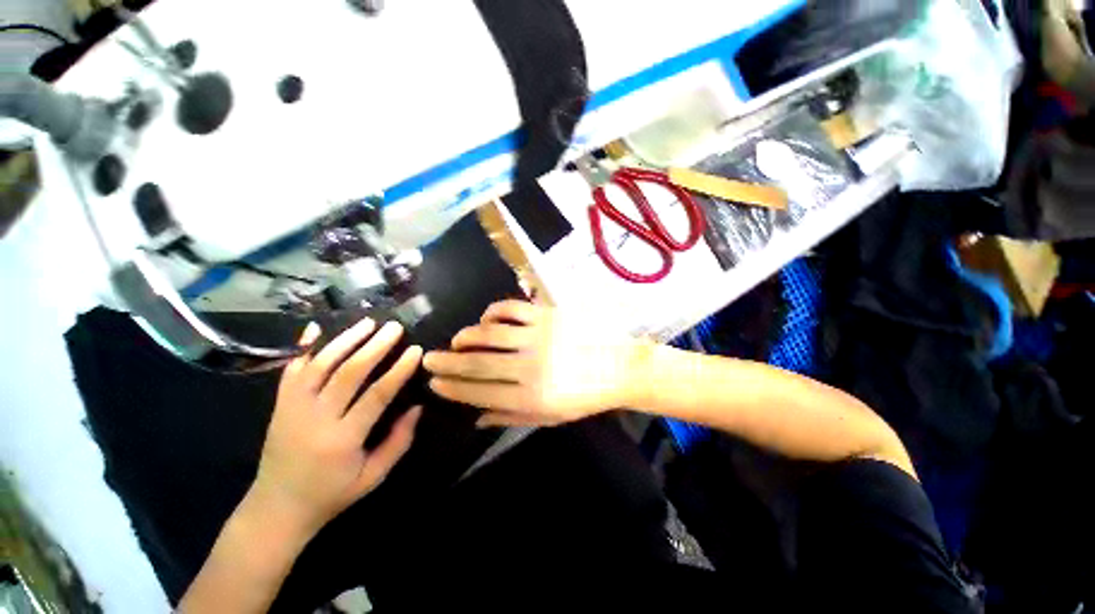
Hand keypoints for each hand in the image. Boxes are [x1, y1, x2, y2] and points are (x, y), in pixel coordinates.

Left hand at [248, 319, 422, 540]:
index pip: (375, 396)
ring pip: (319, 365)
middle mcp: (315, 419)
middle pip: (347, 373)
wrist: (276, 508)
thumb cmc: (332, 494)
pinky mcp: (279, 405)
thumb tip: (417, 406)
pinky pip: (290, 370)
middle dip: (374, 347)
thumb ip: (399, 441)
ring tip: (368, 322)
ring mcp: (292, 409)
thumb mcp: (373, 476)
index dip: (398, 371)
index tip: (415, 350)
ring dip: (345, 340)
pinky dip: (303, 347)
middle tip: (394, 327)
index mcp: (342, 440)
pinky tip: (316, 327)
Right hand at [422, 300, 648, 427]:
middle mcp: (530, 367)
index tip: (434, 383)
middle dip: (447, 363)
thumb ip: (511, 416)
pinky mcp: (547, 315)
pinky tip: (487, 320)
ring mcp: (538, 337)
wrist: (619, 367)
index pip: (479, 392)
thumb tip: (475, 418)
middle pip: (478, 364)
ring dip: (466, 337)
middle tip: (428, 359)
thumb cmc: (584, 396)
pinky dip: (493, 313)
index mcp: (531, 398)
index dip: (453, 388)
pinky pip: (511, 309)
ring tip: (455, 341)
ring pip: (489, 334)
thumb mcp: (549, 417)